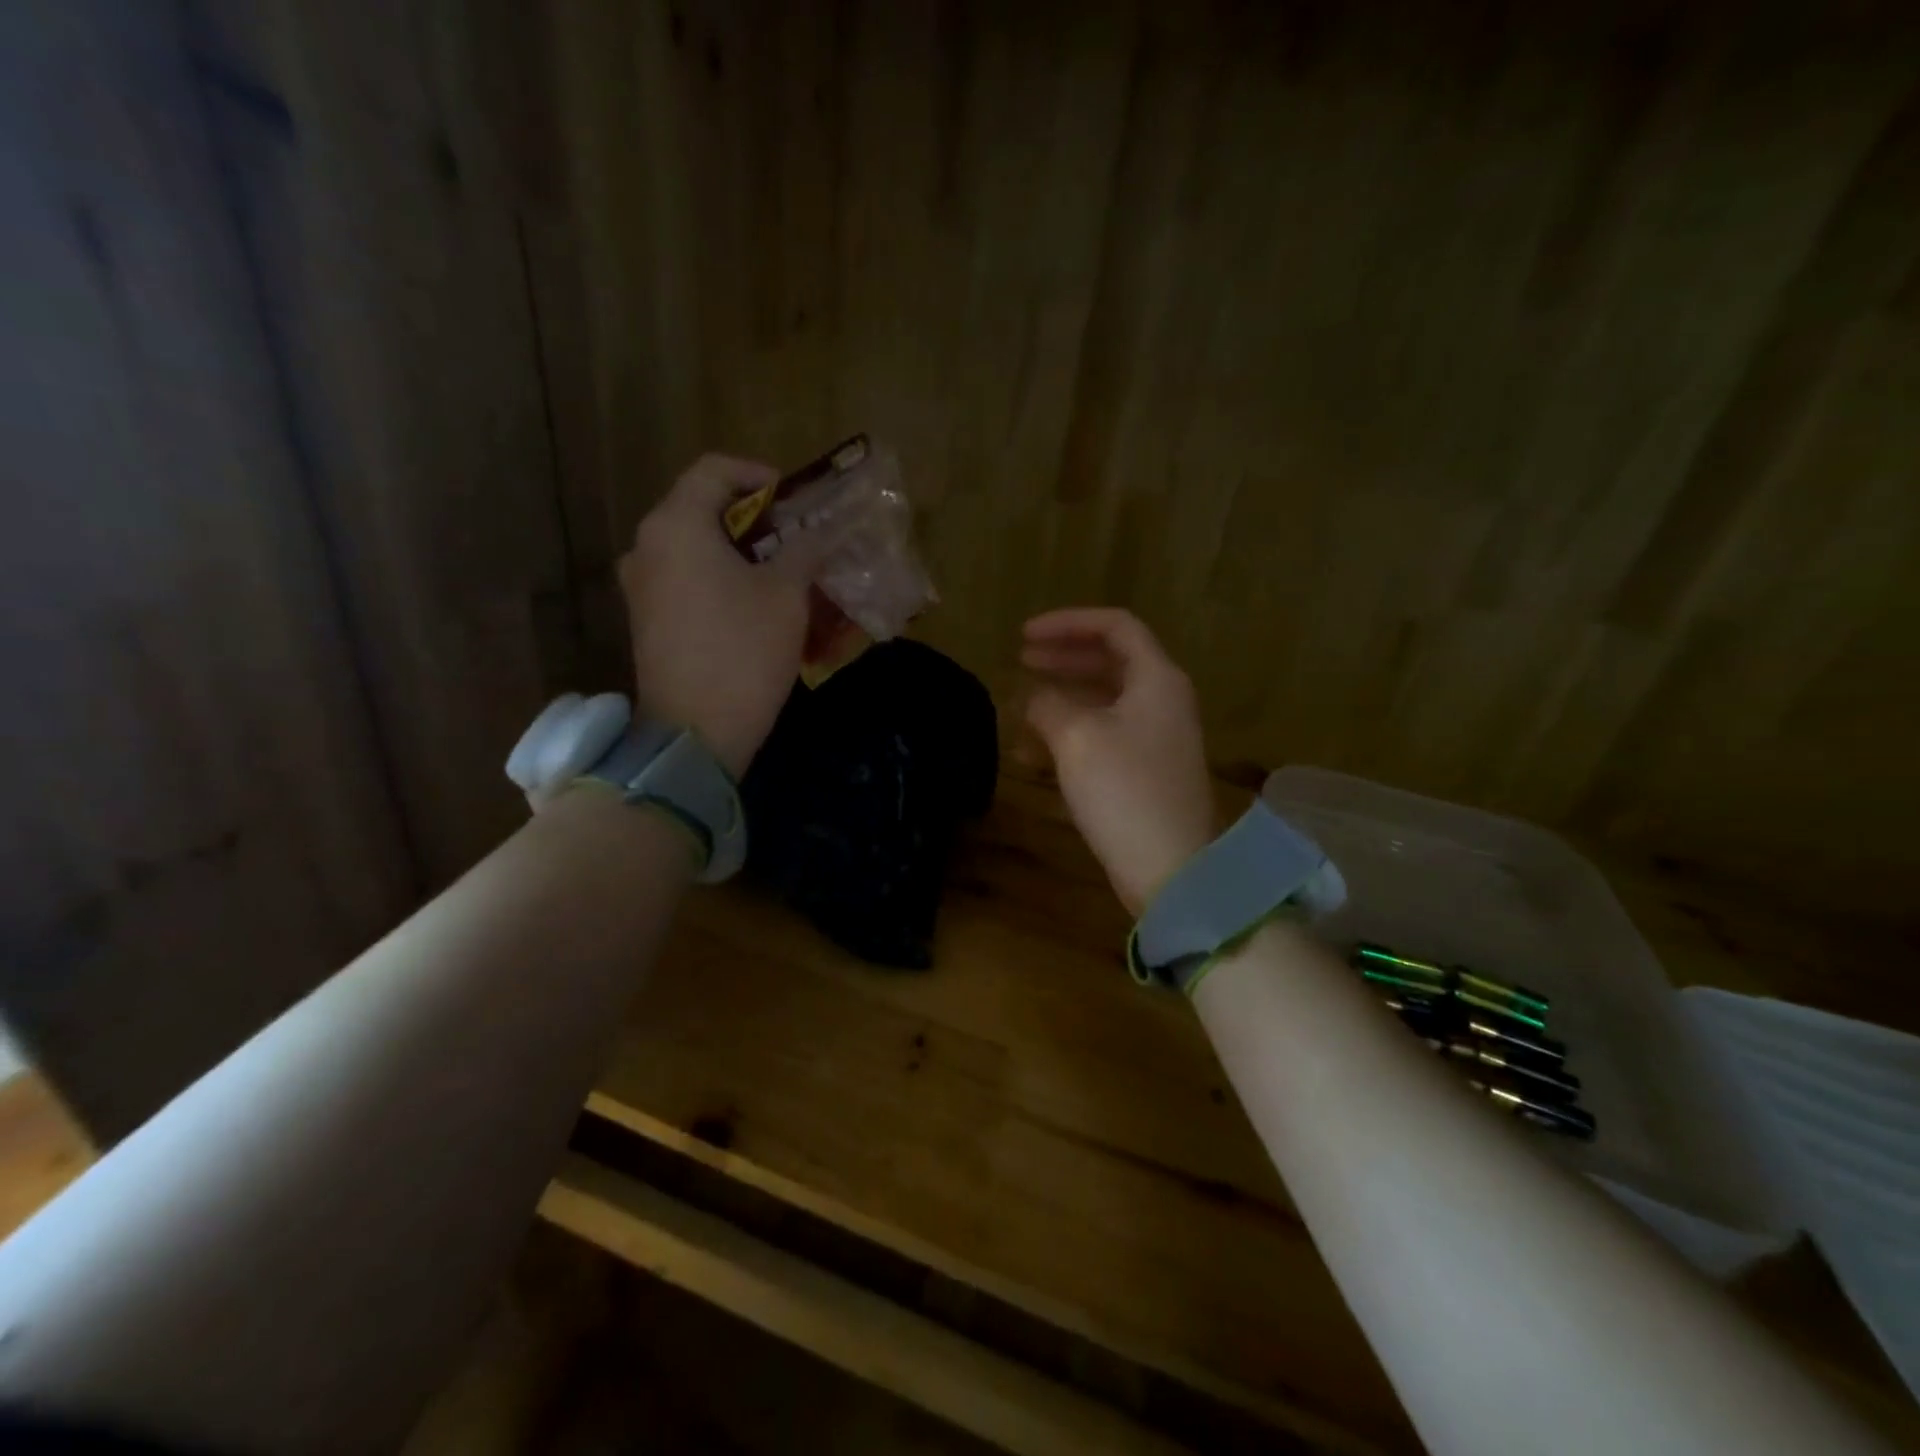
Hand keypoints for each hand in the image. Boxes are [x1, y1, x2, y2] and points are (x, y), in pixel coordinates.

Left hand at [621, 454, 831, 777]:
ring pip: (693, 546)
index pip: (714, 470)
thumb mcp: (786, 594)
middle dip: (753, 518)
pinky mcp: (646, 619)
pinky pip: (684, 579)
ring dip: (737, 551)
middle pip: (700, 507)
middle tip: (795, 537)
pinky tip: (752, 604)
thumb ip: (803, 550)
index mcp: (676, 525)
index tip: (794, 500)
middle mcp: (647, 545)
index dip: (758, 475)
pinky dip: (718, 578)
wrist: (696, 731)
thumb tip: (817, 533)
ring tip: (780, 572)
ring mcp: (641, 585)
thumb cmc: (744, 651)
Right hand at [1021, 608, 1216, 915]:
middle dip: (1063, 659)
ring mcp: (1157, 738)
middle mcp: (1163, 701)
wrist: (1171, 868)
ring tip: (1021, 710)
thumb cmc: (1124, 790)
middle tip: (1021, 661)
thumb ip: (1048, 704)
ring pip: (1104, 702)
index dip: (1067, 623)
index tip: (1024, 636)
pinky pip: (1105, 737)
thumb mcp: (1076, 737)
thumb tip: (1034, 698)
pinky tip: (1035, 755)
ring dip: (1062, 700)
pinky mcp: (1146, 772)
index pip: (1115, 627)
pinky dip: (1071, 736)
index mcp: (1157, 679)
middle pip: (1110, 661)